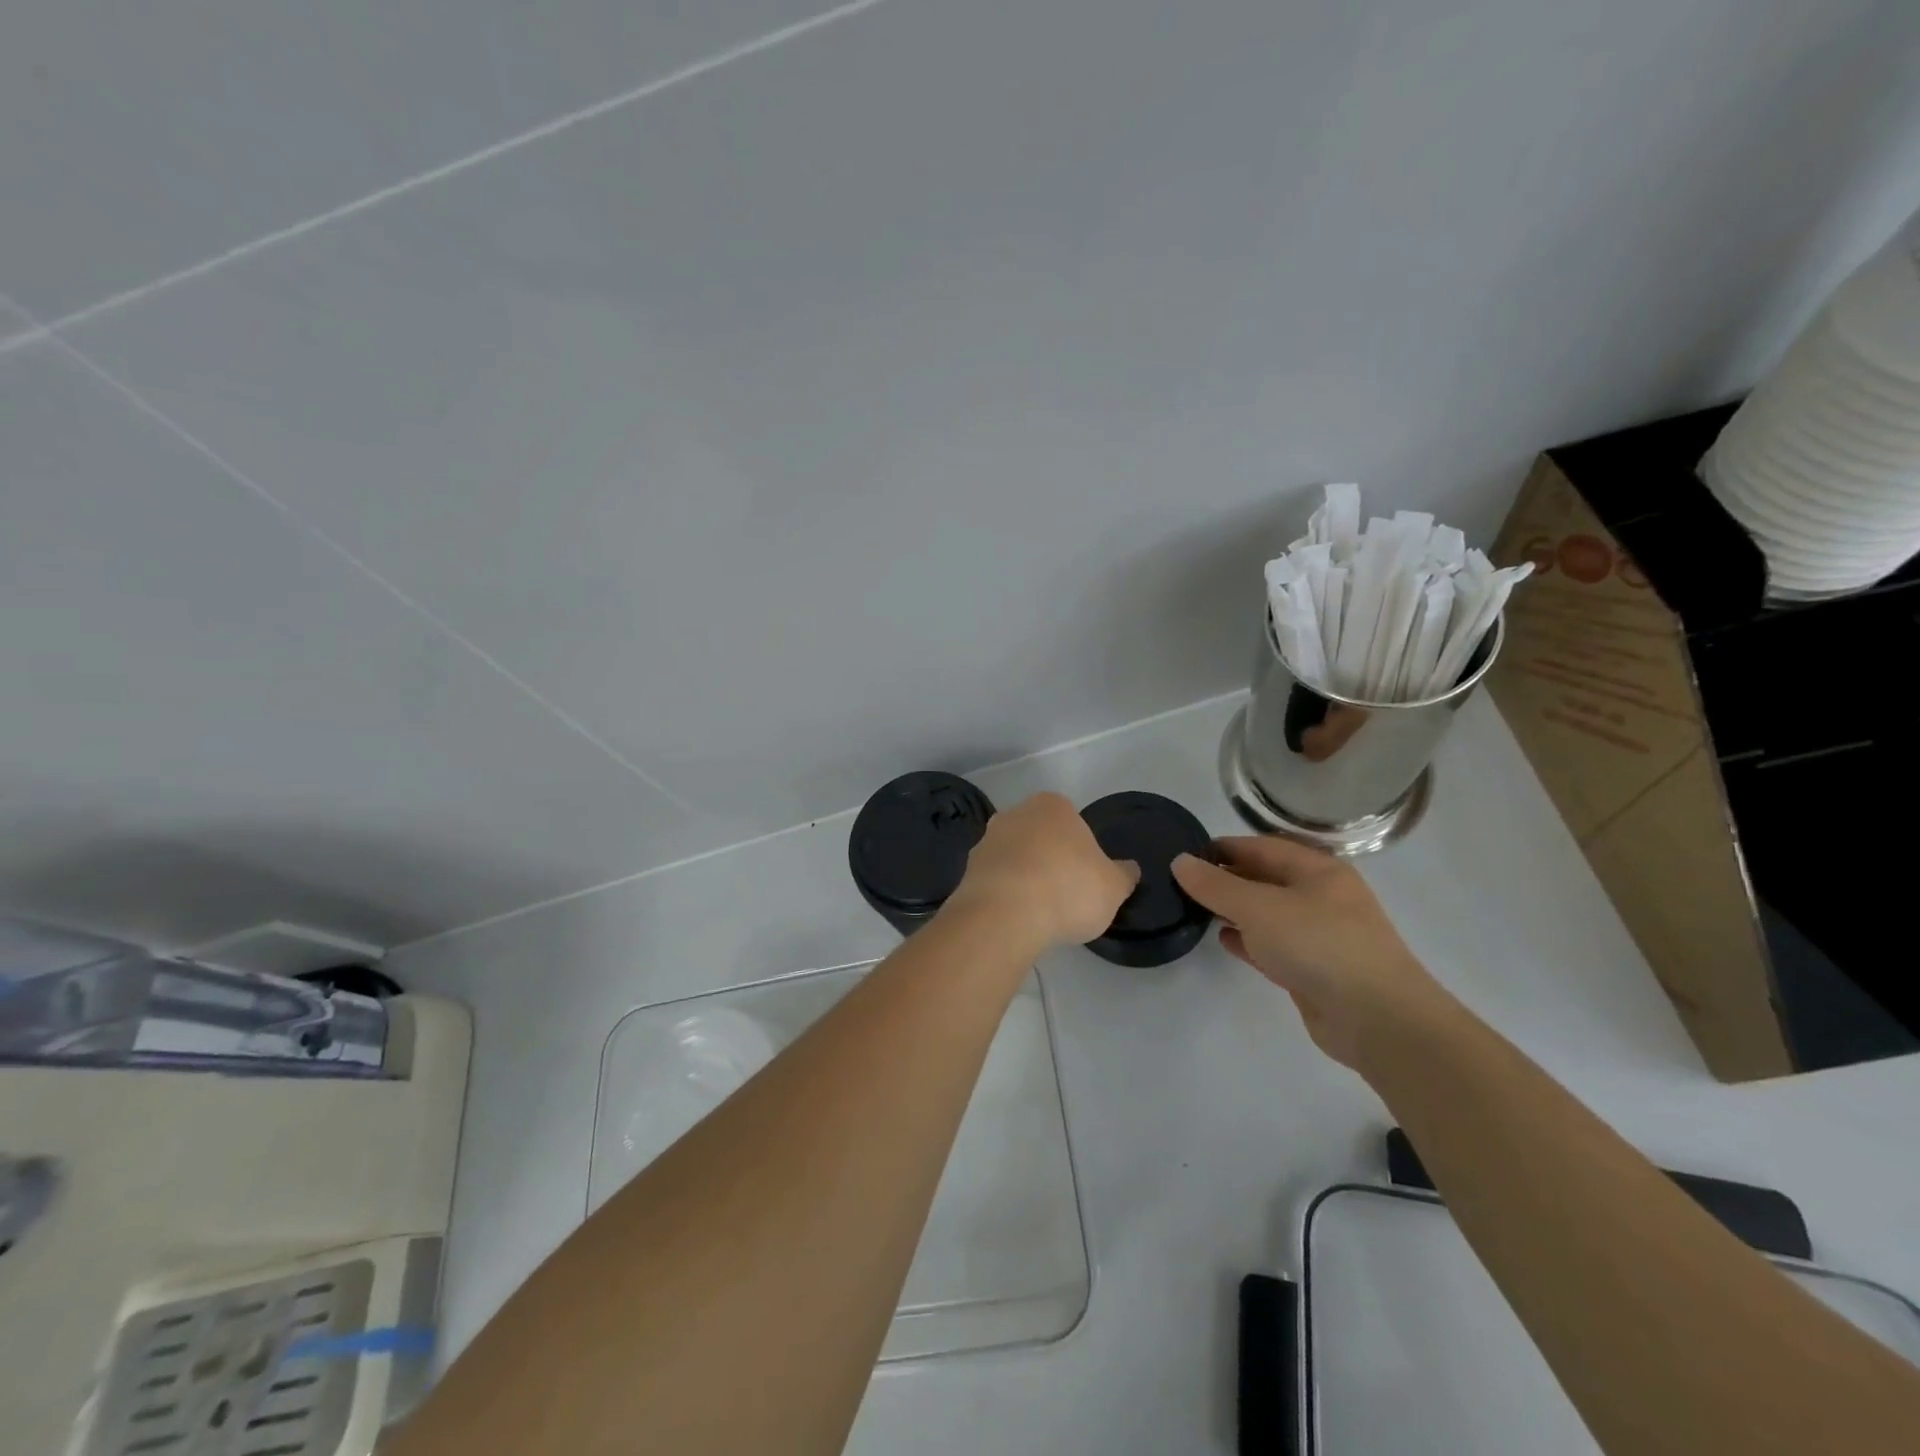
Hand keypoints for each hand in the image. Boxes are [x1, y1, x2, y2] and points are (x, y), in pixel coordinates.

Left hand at [945, 792, 1139, 948]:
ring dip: (1024, 877)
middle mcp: (1015, 813)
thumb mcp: (1113, 887)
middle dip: (1050, 859)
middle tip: (1064, 894)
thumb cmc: (1067, 889)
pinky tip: (1015, 918)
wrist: (1005, 915)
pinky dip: (1005, 895)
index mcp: (1053, 806)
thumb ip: (1123, 875)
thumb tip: (1129, 869)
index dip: (1081, 849)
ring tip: (1039, 912)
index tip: (1085, 877)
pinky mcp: (967, 870)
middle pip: (1040, 836)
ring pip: (1014, 857)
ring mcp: (986, 840)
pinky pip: (995, 880)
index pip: (1072, 821)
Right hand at [1171, 836, 1457, 1068]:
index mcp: (1318, 870)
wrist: (1377, 1019)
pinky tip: (1225, 940)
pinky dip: (1250, 940)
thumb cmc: (1318, 945)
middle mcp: (1322, 896)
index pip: (1262, 846)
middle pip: (1266, 878)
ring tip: (1197, 910)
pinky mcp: (1316, 969)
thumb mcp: (1258, 907)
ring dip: (1236, 910)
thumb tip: (1180, 862)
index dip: (1224, 847)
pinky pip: (1275, 944)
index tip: (1186, 856)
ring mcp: (1321, 935)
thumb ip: (1215, 885)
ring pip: (1269, 913)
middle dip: (1227, 879)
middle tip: (1184, 884)